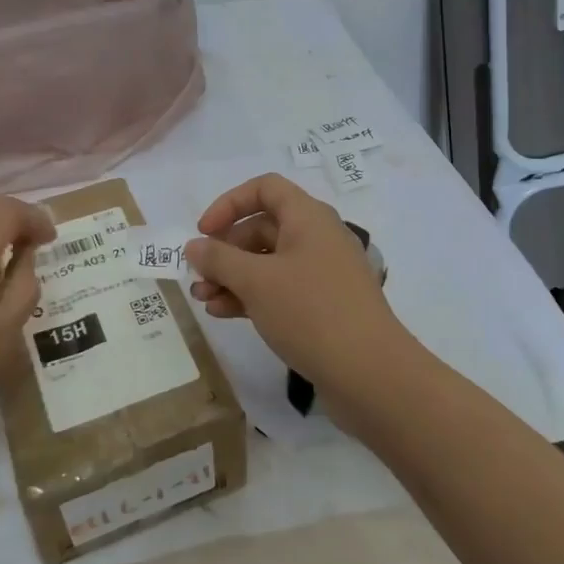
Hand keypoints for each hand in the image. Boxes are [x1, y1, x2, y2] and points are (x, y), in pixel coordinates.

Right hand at [185, 173, 411, 397]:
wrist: (370, 374)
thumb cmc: (310, 312)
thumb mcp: (256, 282)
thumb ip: (219, 259)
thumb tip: (194, 246)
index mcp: (308, 218)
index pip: (265, 189)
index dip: (229, 204)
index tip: (203, 231)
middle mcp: (317, 238)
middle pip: (262, 228)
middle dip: (225, 250)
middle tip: (198, 276)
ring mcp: (322, 274)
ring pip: (267, 262)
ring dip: (232, 277)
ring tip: (203, 299)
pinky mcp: (323, 306)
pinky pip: (279, 289)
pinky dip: (251, 296)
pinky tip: (224, 314)